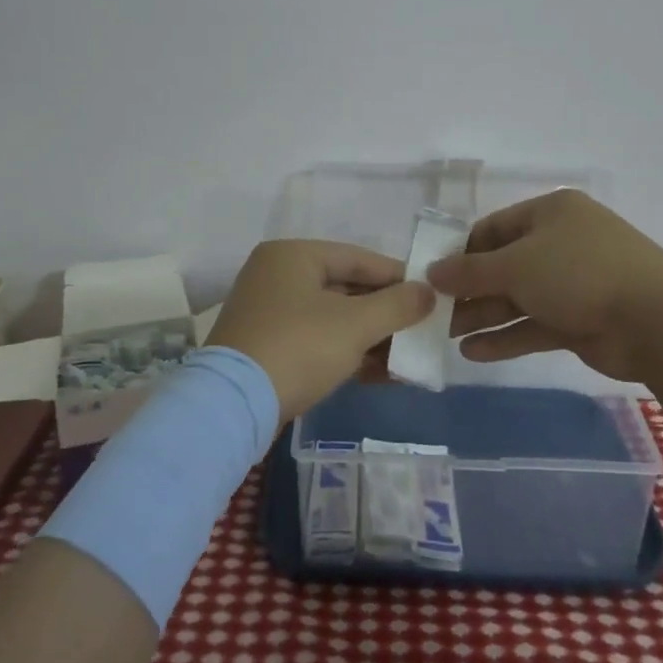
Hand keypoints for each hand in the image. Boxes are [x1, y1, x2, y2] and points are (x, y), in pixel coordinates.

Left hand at [209, 241, 435, 420]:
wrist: (232, 407)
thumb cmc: (298, 348)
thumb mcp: (355, 325)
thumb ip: (397, 305)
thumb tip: (429, 292)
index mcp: (293, 255)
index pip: (358, 258)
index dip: (398, 277)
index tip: (430, 296)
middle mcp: (277, 275)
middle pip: (345, 287)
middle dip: (385, 313)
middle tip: (420, 330)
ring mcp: (268, 312)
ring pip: (332, 317)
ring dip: (369, 337)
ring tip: (405, 358)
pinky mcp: (266, 346)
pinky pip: (316, 339)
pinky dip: (346, 352)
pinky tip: (378, 374)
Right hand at [427, 190, 662, 383]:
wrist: (657, 321)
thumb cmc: (579, 273)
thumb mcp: (516, 265)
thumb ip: (470, 271)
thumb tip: (432, 272)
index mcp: (550, 213)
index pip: (494, 228)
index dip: (461, 251)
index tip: (431, 277)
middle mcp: (561, 243)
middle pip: (504, 265)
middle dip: (469, 290)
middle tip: (433, 314)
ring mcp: (574, 283)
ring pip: (518, 298)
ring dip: (484, 316)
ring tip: (444, 337)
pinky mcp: (581, 320)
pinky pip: (535, 325)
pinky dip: (507, 338)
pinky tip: (474, 353)